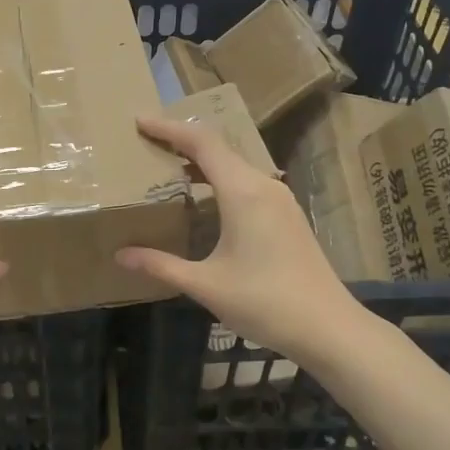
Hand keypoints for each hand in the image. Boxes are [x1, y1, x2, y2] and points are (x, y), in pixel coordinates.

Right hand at [115, 114, 370, 368]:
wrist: (328, 327)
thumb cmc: (265, 302)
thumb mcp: (205, 285)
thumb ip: (161, 265)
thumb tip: (120, 255)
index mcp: (243, 192)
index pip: (202, 144)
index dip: (169, 129)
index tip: (139, 121)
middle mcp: (264, 185)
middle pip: (219, 149)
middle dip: (182, 142)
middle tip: (147, 144)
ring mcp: (280, 200)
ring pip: (235, 165)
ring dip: (202, 161)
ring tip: (168, 167)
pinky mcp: (287, 215)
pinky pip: (247, 182)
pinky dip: (219, 179)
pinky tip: (204, 199)